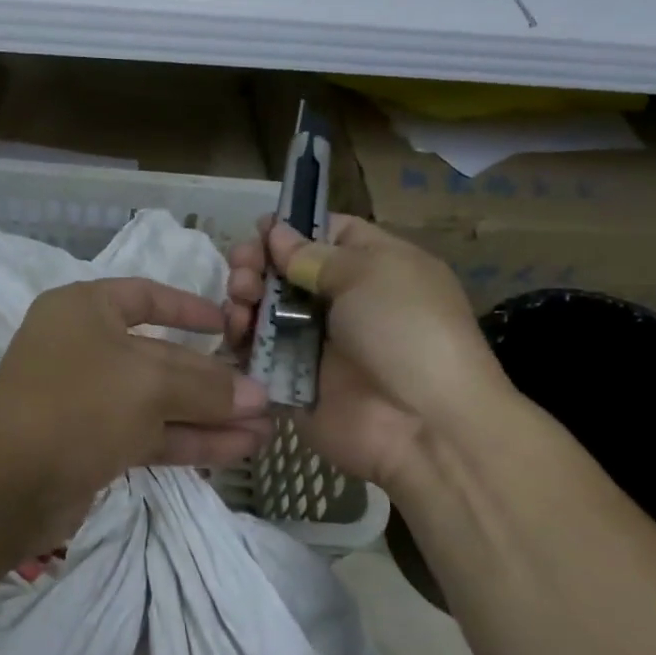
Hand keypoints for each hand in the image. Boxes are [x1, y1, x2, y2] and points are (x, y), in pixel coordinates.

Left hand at [0, 279, 272, 549]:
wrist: (5, 485)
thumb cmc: (76, 405)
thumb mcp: (148, 385)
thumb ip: (206, 387)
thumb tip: (257, 395)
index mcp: (84, 310)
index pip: (144, 297)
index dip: (188, 307)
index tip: (229, 324)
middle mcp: (84, 348)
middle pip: (160, 356)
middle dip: (212, 378)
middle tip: (265, 394)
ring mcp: (86, 399)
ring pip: (158, 401)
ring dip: (209, 415)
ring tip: (265, 428)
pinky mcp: (92, 444)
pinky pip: (149, 434)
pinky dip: (190, 440)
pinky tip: (239, 449)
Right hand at [226, 216, 512, 487]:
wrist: (421, 424)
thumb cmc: (406, 331)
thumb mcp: (371, 273)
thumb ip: (315, 254)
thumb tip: (276, 233)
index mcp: (373, 268)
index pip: (326, 235)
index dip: (292, 230)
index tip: (259, 231)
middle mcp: (341, 303)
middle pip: (285, 272)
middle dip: (257, 263)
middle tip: (243, 270)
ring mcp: (313, 344)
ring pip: (264, 311)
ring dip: (244, 298)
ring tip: (240, 301)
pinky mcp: (290, 381)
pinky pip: (256, 353)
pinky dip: (239, 339)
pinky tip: (234, 331)